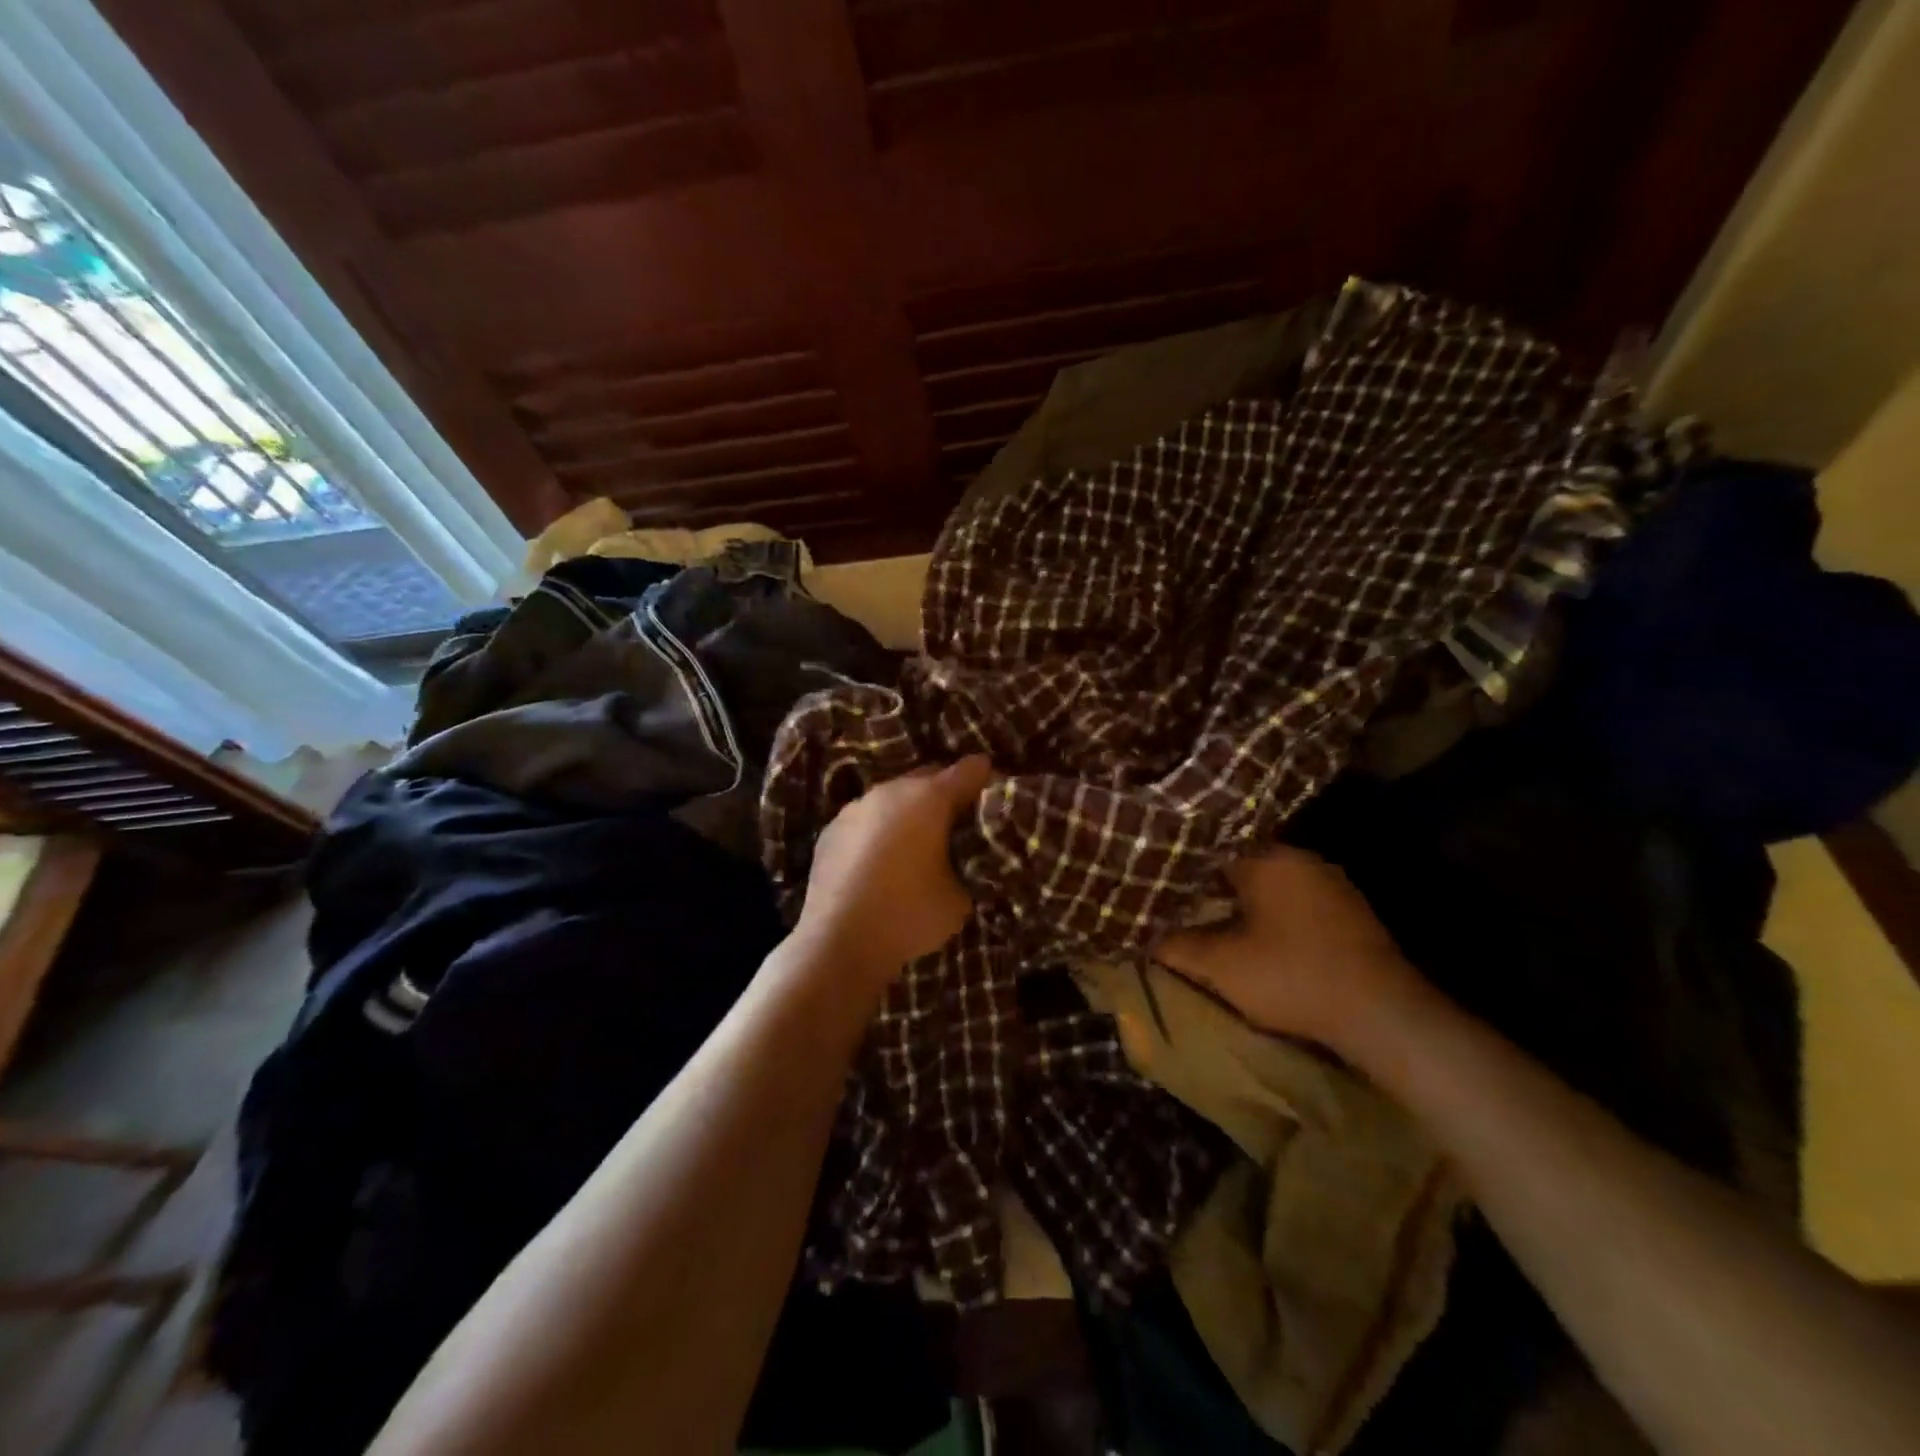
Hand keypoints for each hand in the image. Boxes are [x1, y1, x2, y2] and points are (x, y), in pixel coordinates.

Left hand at [795, 756, 995, 986]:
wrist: (838, 941)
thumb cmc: (909, 914)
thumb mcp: (959, 899)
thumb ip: (966, 869)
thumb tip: (959, 864)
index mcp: (930, 798)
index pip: (970, 770)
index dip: (986, 778)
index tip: (996, 792)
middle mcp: (891, 791)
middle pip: (928, 777)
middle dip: (945, 793)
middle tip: (958, 823)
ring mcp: (855, 808)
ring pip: (892, 798)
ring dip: (908, 813)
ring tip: (917, 844)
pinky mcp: (830, 831)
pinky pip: (865, 821)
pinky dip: (878, 832)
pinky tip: (880, 862)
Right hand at [1155, 846, 1421, 1048]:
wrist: (1383, 1016)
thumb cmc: (1293, 977)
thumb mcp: (1220, 966)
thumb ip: (1175, 946)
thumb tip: (1143, 935)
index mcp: (1268, 858)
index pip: (1208, 847)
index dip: (1178, 865)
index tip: (1154, 879)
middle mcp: (1300, 859)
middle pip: (1238, 862)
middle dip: (1207, 881)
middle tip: (1175, 899)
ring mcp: (1329, 883)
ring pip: (1267, 881)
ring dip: (1239, 898)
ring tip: (1207, 916)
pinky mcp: (1347, 910)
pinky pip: (1291, 898)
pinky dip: (1267, 910)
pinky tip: (1254, 933)